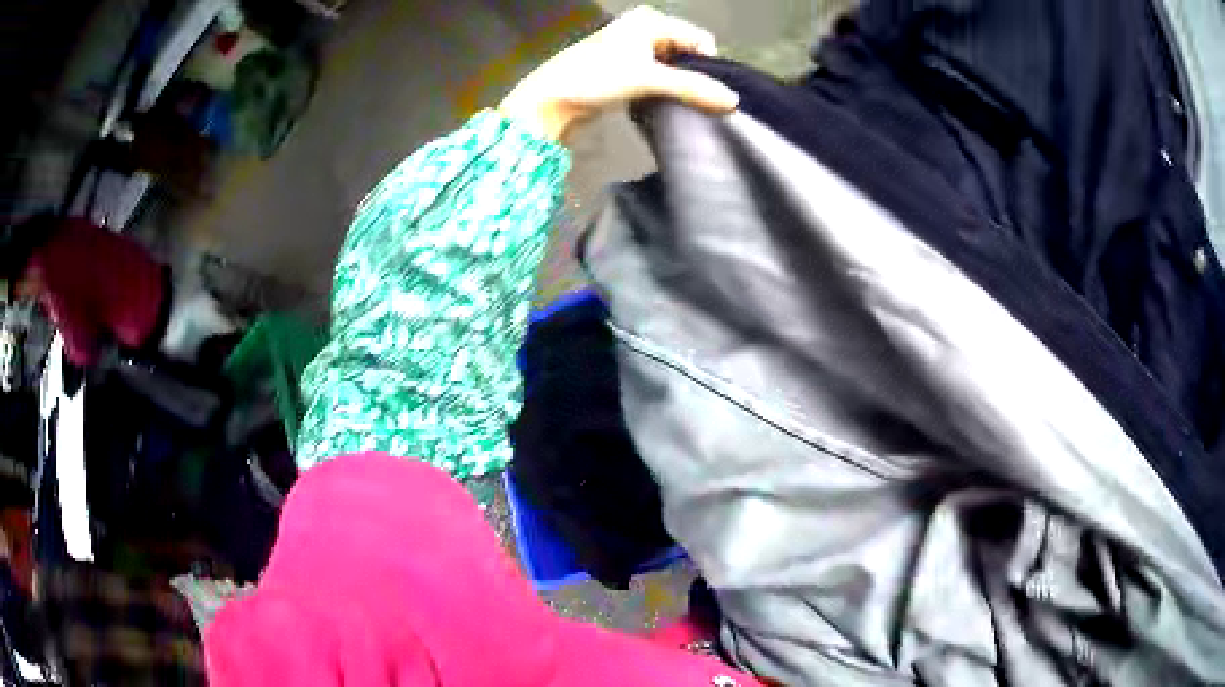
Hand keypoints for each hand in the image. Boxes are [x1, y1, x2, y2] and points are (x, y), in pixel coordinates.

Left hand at [499, 6, 738, 140]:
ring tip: (676, 106)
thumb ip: (693, 88)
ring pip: (673, 69)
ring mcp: (634, 50)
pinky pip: (658, 79)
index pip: (699, 40)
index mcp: (651, 21)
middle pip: (687, 54)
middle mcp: (644, 30)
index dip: (708, 66)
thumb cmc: (594, 78)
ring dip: (678, 88)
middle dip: (693, 77)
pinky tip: (660, 106)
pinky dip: (663, 92)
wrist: (551, 100)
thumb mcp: (648, 79)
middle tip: (695, 102)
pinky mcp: (626, 70)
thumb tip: (732, 100)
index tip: (709, 94)